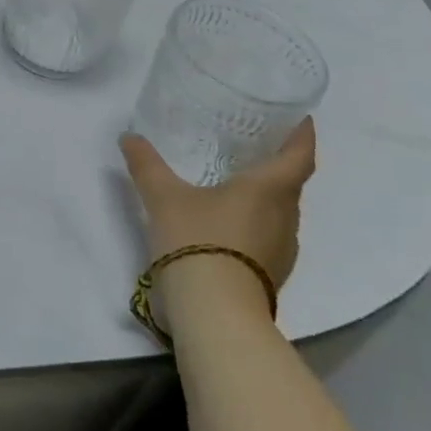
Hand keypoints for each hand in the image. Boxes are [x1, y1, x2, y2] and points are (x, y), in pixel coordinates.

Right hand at [121, 120, 317, 293]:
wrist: (214, 314)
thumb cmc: (198, 240)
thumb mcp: (163, 196)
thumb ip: (147, 164)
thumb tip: (129, 137)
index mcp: (270, 190)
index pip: (299, 155)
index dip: (302, 134)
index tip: (298, 117)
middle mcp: (285, 217)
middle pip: (291, 183)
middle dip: (277, 163)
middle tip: (252, 143)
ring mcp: (282, 250)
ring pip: (280, 211)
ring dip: (266, 195)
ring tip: (237, 179)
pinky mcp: (271, 274)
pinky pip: (269, 235)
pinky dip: (255, 220)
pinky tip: (228, 220)